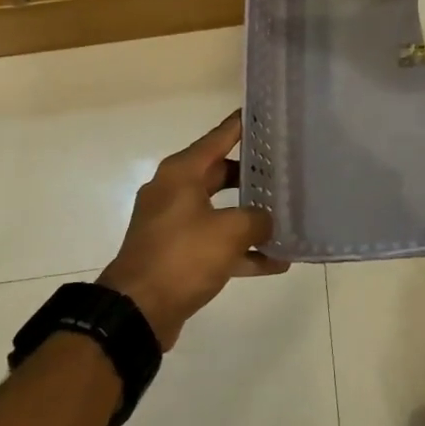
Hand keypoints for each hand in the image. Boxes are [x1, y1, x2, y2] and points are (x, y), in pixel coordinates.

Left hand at [96, 111, 283, 349]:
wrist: (136, 312)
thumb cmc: (182, 257)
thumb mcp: (230, 231)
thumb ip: (257, 219)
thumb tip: (266, 221)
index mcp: (181, 173)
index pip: (219, 137)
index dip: (243, 125)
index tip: (266, 113)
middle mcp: (175, 192)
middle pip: (221, 173)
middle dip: (254, 174)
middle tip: (287, 169)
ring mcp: (174, 224)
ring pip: (222, 210)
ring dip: (251, 217)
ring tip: (287, 216)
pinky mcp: (177, 255)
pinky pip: (216, 243)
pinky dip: (242, 250)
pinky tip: (275, 262)